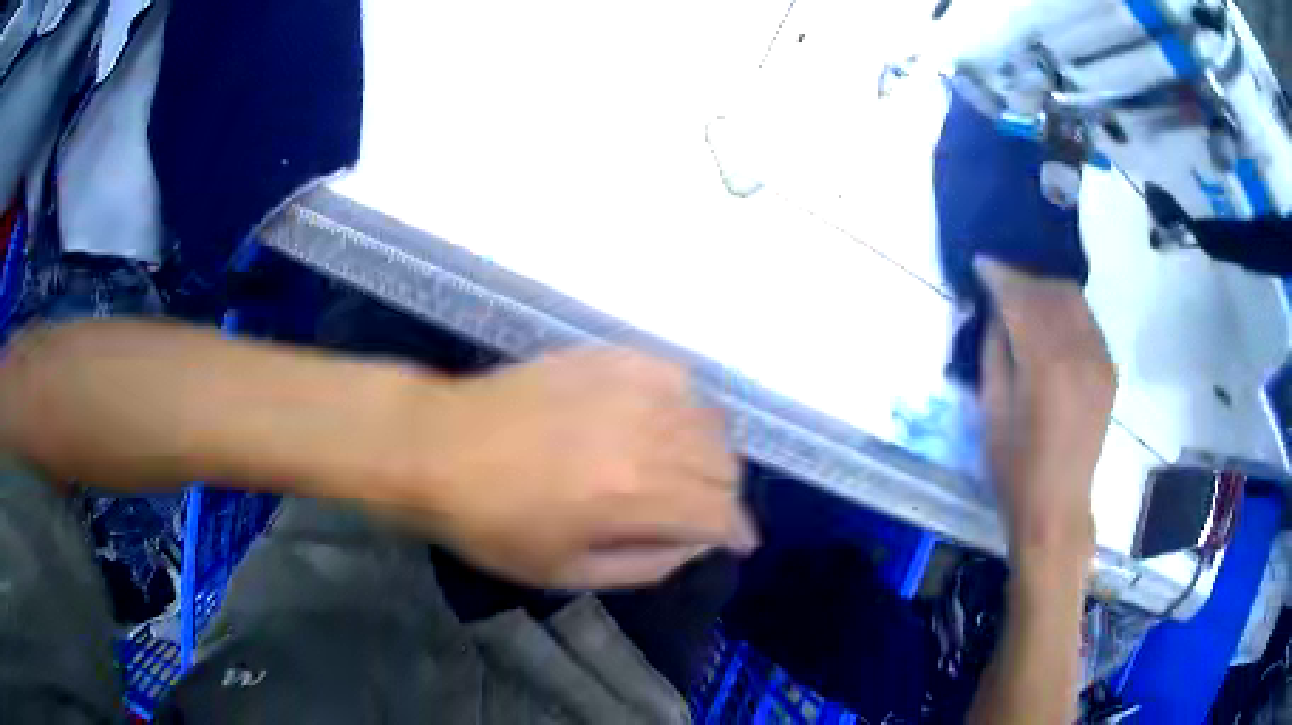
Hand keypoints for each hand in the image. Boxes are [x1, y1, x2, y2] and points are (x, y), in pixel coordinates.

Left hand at [395, 346, 756, 589]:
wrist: (438, 446)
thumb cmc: (493, 523)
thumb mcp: (566, 572)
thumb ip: (646, 565)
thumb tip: (696, 545)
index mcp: (635, 496)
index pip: (721, 512)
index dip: (737, 533)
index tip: (736, 542)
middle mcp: (647, 435)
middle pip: (725, 464)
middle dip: (724, 497)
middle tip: (700, 511)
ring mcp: (629, 387)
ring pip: (710, 419)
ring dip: (711, 453)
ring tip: (684, 469)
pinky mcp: (610, 357)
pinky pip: (678, 376)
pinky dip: (685, 404)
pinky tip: (661, 420)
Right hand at [977, 258, 1114, 567]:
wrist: (1057, 505)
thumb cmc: (1014, 467)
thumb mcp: (992, 409)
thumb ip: (996, 351)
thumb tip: (997, 311)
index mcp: (1045, 364)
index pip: (1022, 298)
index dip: (1000, 275)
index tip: (981, 264)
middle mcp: (1079, 352)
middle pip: (1052, 290)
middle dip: (1024, 278)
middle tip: (1001, 281)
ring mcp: (1100, 359)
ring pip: (1074, 300)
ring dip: (1047, 290)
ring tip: (1026, 298)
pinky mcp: (1109, 370)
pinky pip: (1088, 322)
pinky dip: (1067, 311)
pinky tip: (1052, 323)